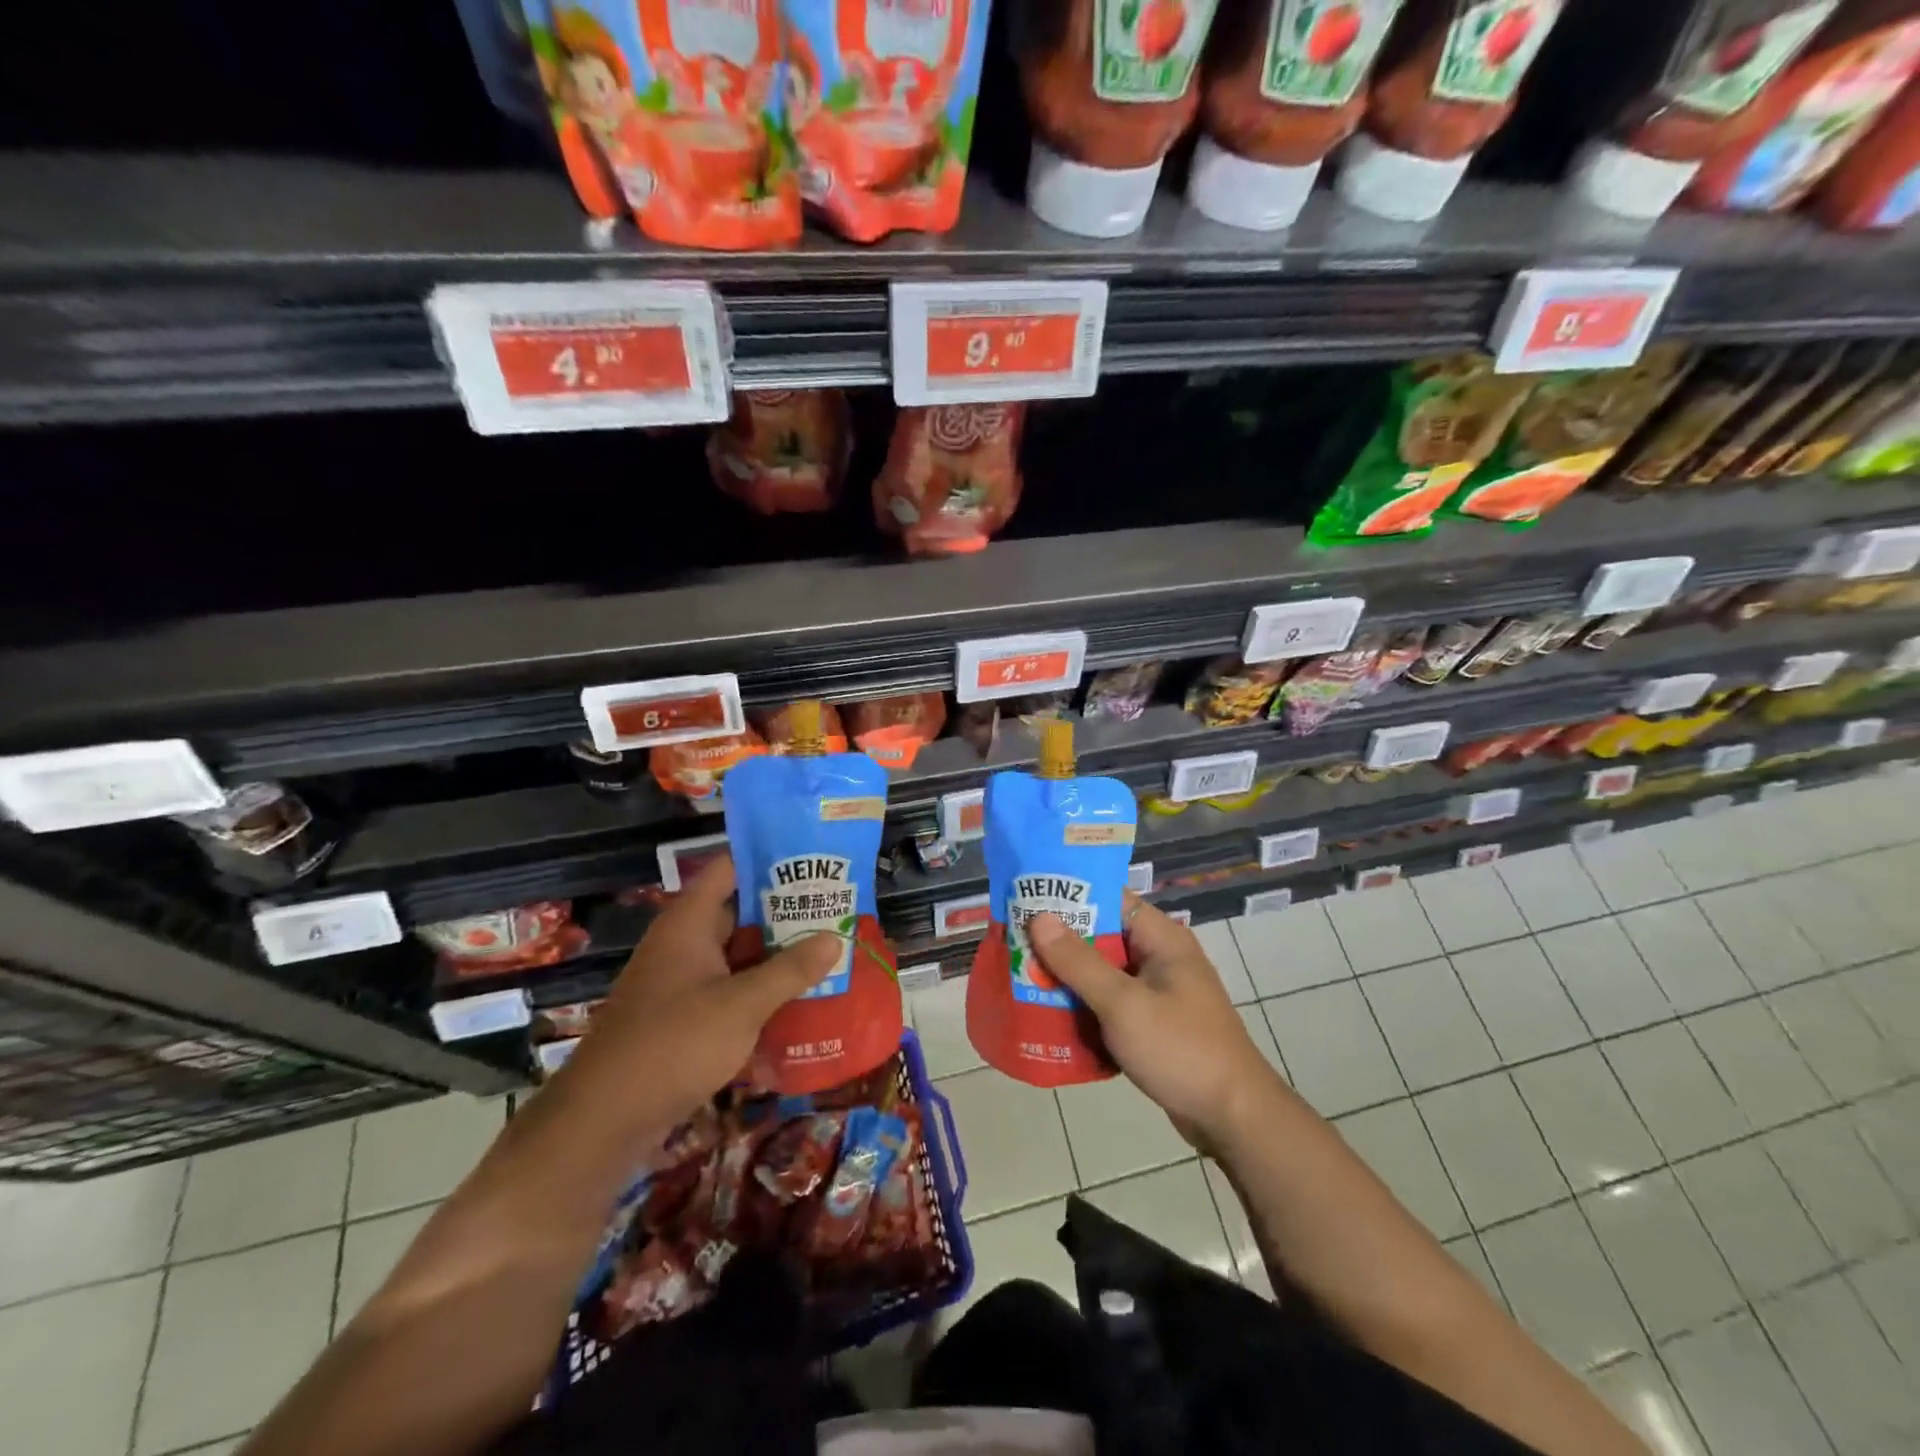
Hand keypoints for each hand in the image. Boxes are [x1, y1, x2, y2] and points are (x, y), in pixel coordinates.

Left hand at [559, 854, 840, 1127]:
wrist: (605, 1119)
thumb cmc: (674, 1043)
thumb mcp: (742, 1004)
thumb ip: (790, 970)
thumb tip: (836, 937)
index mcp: (689, 922)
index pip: (729, 868)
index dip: (768, 858)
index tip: (814, 860)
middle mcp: (683, 943)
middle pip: (740, 913)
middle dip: (786, 912)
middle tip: (837, 910)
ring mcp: (681, 981)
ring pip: (738, 955)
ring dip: (776, 956)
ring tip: (830, 952)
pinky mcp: (683, 1017)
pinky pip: (729, 990)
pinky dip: (759, 991)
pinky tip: (799, 1002)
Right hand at [1027, 899, 1284, 1149]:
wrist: (1233, 1119)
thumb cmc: (1180, 1049)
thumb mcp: (1123, 1003)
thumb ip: (1079, 961)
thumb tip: (1039, 916)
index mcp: (1161, 938)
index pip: (1109, 899)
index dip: (1068, 896)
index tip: (1025, 899)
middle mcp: (1160, 956)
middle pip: (1101, 936)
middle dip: (1059, 941)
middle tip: (1013, 943)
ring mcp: (1157, 991)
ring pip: (1102, 972)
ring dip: (1068, 977)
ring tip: (1021, 976)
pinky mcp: (1153, 1022)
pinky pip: (1110, 1003)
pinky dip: (1084, 1006)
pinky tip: (1050, 1014)